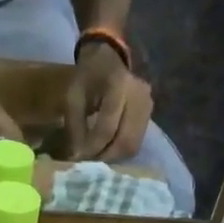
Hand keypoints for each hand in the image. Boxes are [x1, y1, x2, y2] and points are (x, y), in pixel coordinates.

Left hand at [66, 42, 152, 162]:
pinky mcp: (150, 115)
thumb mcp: (73, 96)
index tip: (79, 159)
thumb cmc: (87, 76)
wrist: (109, 58)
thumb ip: (75, 126)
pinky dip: (121, 151)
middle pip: (125, 141)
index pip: (107, 128)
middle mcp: (138, 96)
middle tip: (89, 164)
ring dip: (114, 157)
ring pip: (133, 145)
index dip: (92, 148)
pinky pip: (137, 142)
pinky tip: (108, 151)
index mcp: (117, 85)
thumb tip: (77, 157)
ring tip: (97, 158)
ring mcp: (148, 106)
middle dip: (105, 157)